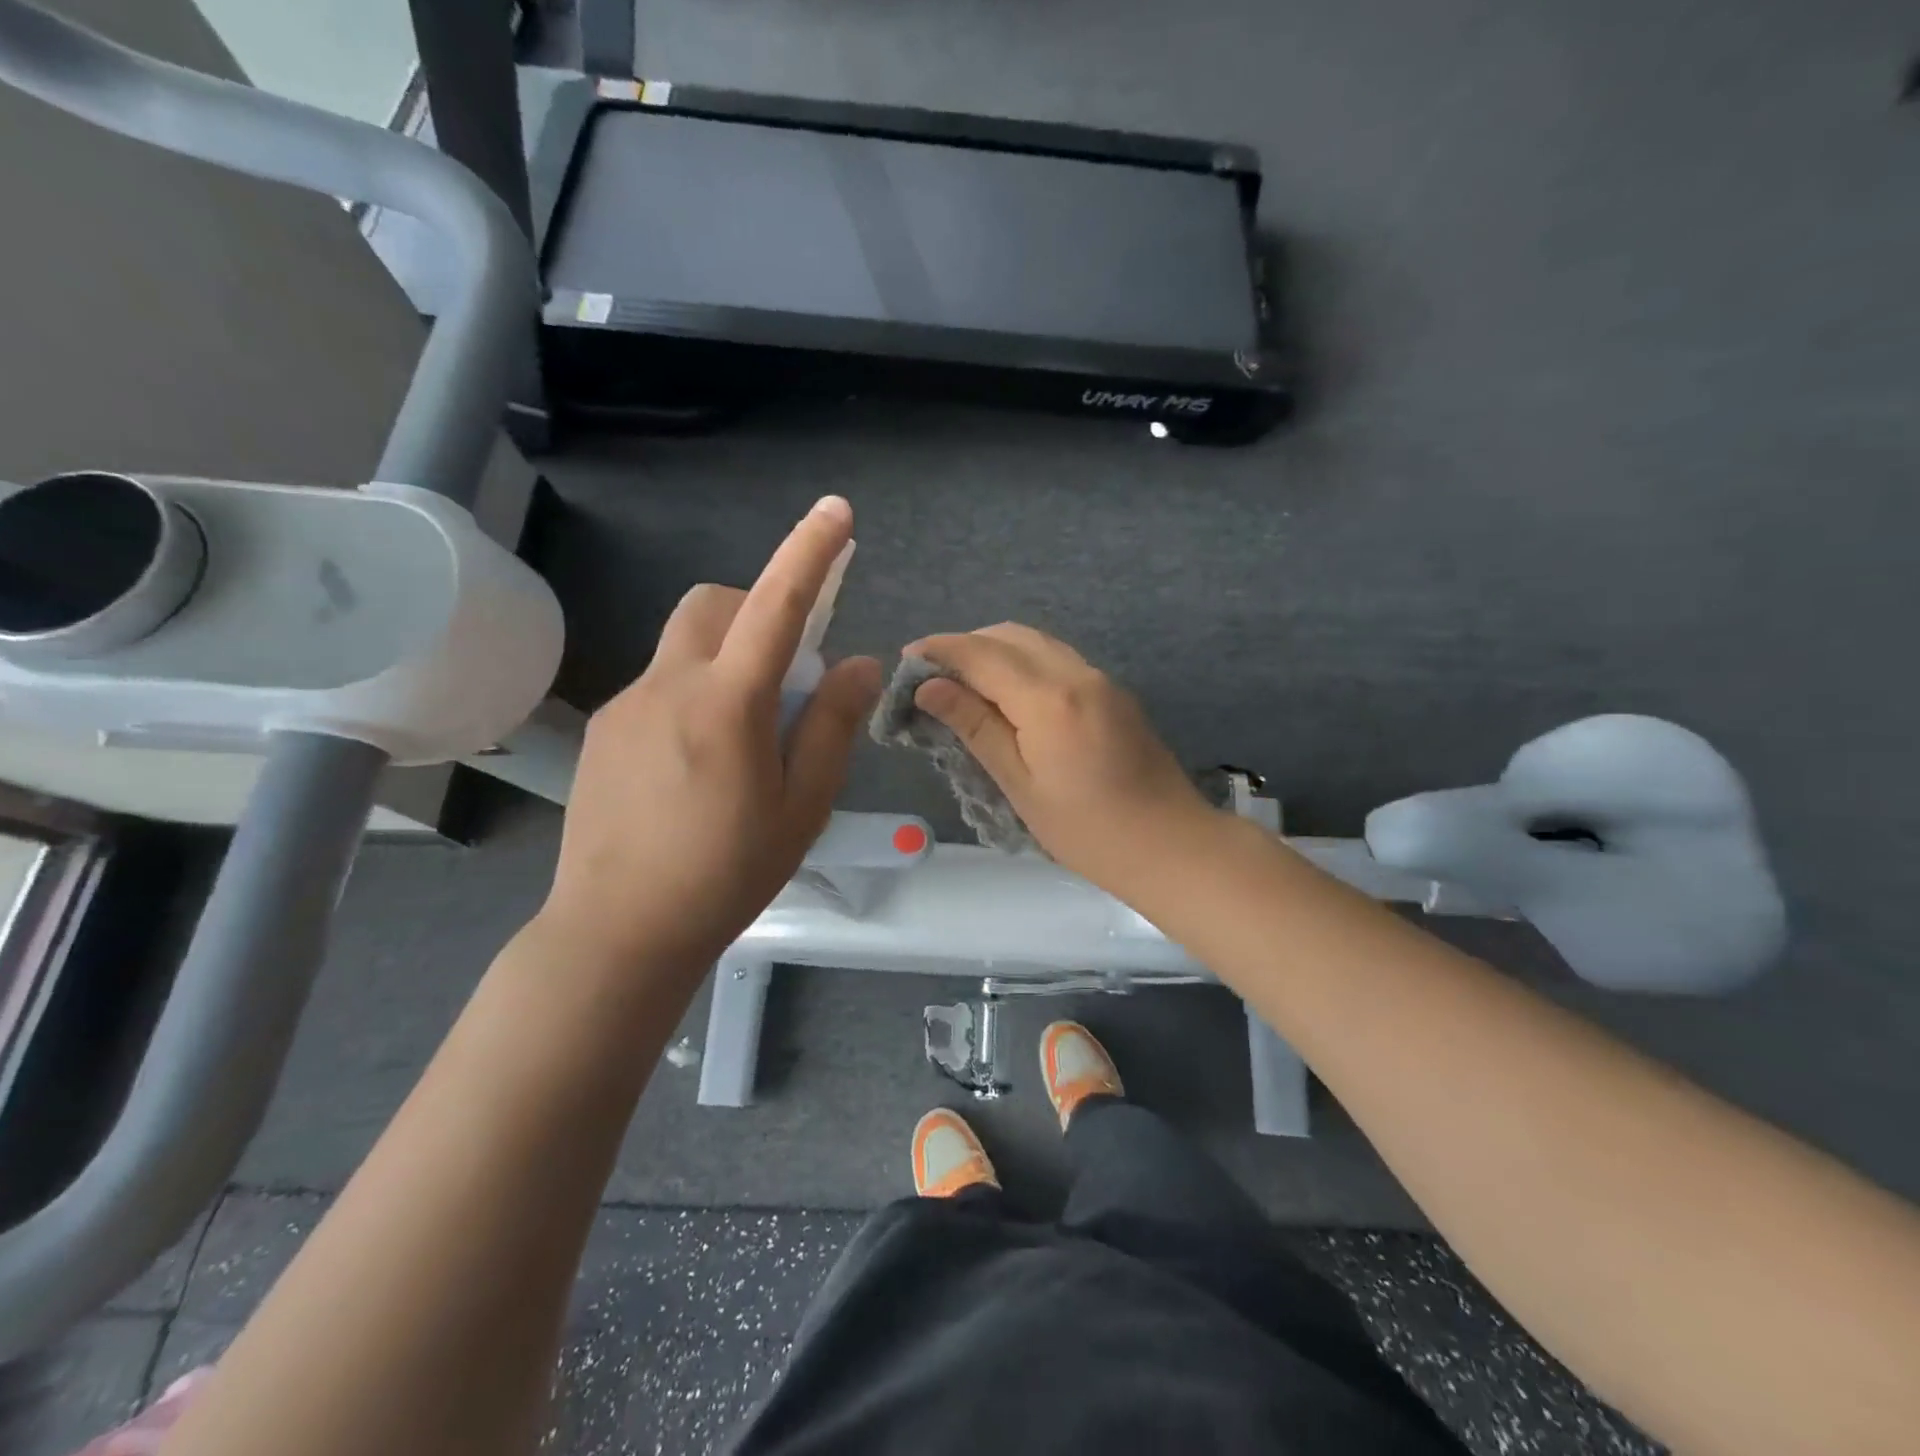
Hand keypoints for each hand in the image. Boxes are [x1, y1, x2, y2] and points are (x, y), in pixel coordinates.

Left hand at [539, 497, 880, 973]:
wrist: (618, 930)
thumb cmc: (727, 873)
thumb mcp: (802, 805)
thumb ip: (832, 725)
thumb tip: (857, 664)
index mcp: (727, 704)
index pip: (775, 606)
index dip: (809, 552)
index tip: (836, 511)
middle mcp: (669, 685)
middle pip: (715, 604)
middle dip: (757, 611)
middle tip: (786, 675)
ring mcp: (626, 704)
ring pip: (686, 645)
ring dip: (726, 658)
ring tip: (742, 737)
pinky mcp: (603, 729)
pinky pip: (660, 685)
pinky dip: (694, 694)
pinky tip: (696, 766)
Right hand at [905, 624, 1216, 896]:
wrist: (1171, 845)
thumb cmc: (1087, 830)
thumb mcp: (1020, 784)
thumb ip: (976, 727)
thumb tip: (929, 687)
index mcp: (1049, 698)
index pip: (982, 654)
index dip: (940, 650)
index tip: (906, 659)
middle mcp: (1077, 673)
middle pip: (1010, 635)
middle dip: (966, 645)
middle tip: (931, 675)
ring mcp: (1101, 679)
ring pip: (1037, 642)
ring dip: (995, 650)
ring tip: (963, 683)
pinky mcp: (1114, 693)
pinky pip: (1058, 659)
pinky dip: (1024, 663)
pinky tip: (1008, 695)